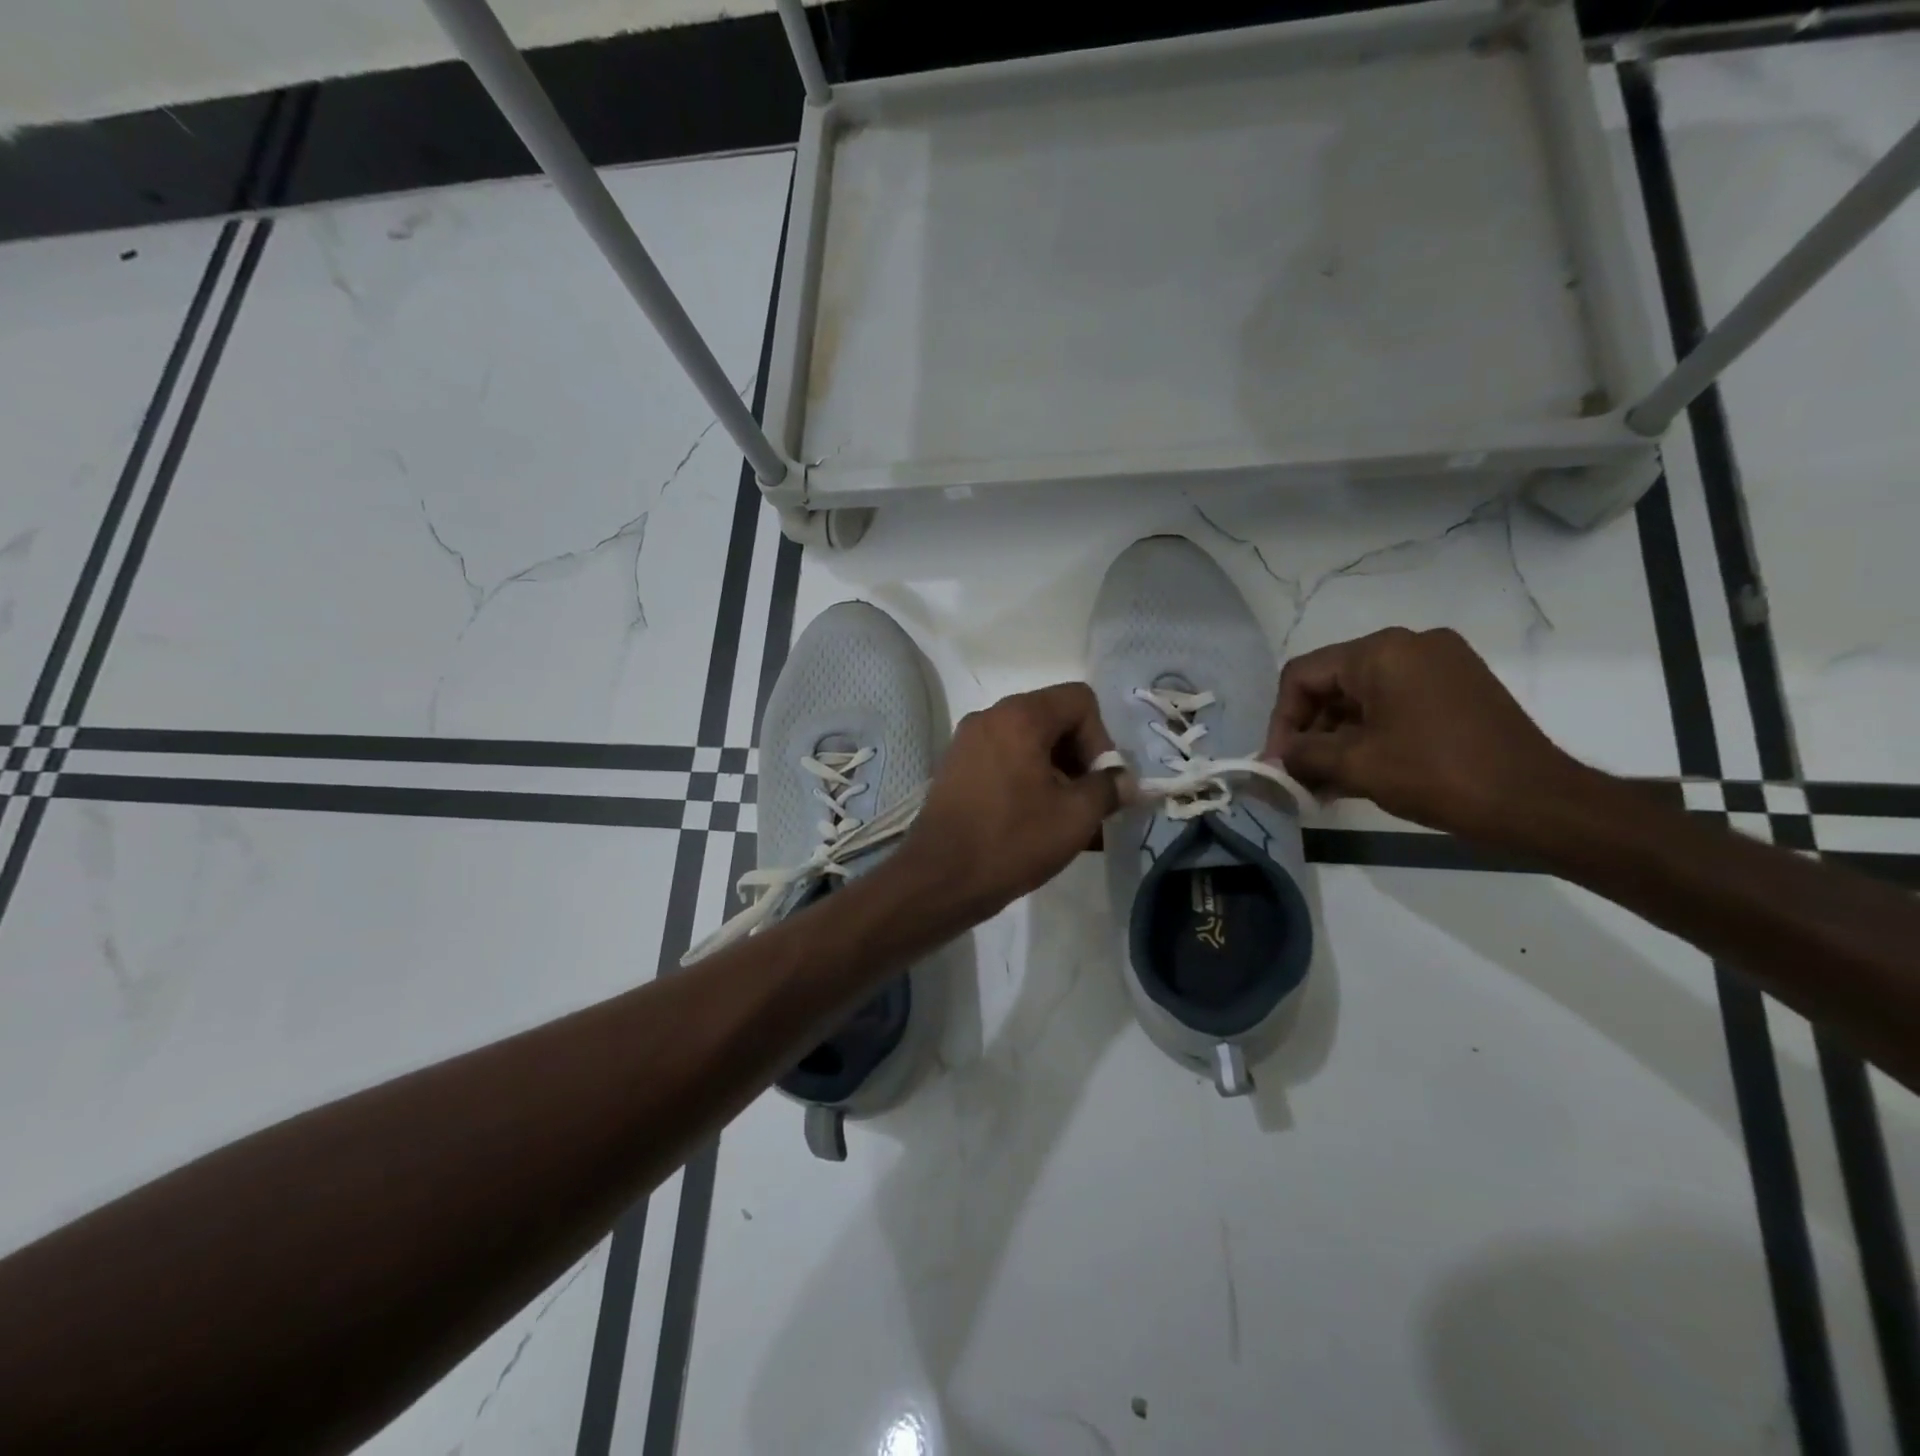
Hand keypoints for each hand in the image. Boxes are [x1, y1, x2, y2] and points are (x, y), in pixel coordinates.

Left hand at [895, 683, 1118, 925]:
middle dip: (1078, 756)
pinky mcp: (955, 766)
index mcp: (1020, 716)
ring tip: (1063, 814)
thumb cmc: (1012, 841)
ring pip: (1028, 741)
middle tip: (1085, 800)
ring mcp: (967, 740)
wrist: (939, 878)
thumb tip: (1126, 781)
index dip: (1100, 738)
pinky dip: (1026, 777)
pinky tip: (1033, 817)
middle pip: (1053, 717)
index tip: (1097, 782)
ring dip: (1055, 770)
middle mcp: (990, 716)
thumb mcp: (1075, 816)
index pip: (1079, 700)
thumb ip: (1109, 788)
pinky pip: (1004, 758)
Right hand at [1266, 627, 1579, 841]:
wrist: (1538, 802)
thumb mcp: (1356, 765)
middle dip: (1310, 733)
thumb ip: (1303, 754)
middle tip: (1301, 777)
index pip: (1303, 676)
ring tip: (1327, 784)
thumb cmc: (1438, 775)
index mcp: (1382, 652)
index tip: (1279, 763)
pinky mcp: (1460, 687)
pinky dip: (1371, 734)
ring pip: (1364, 697)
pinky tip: (1360, 773)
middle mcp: (1410, 645)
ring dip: (1338, 738)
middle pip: (1333, 684)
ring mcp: (1441, 664)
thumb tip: (1277, 757)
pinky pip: (1396, 703)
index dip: (1281, 721)